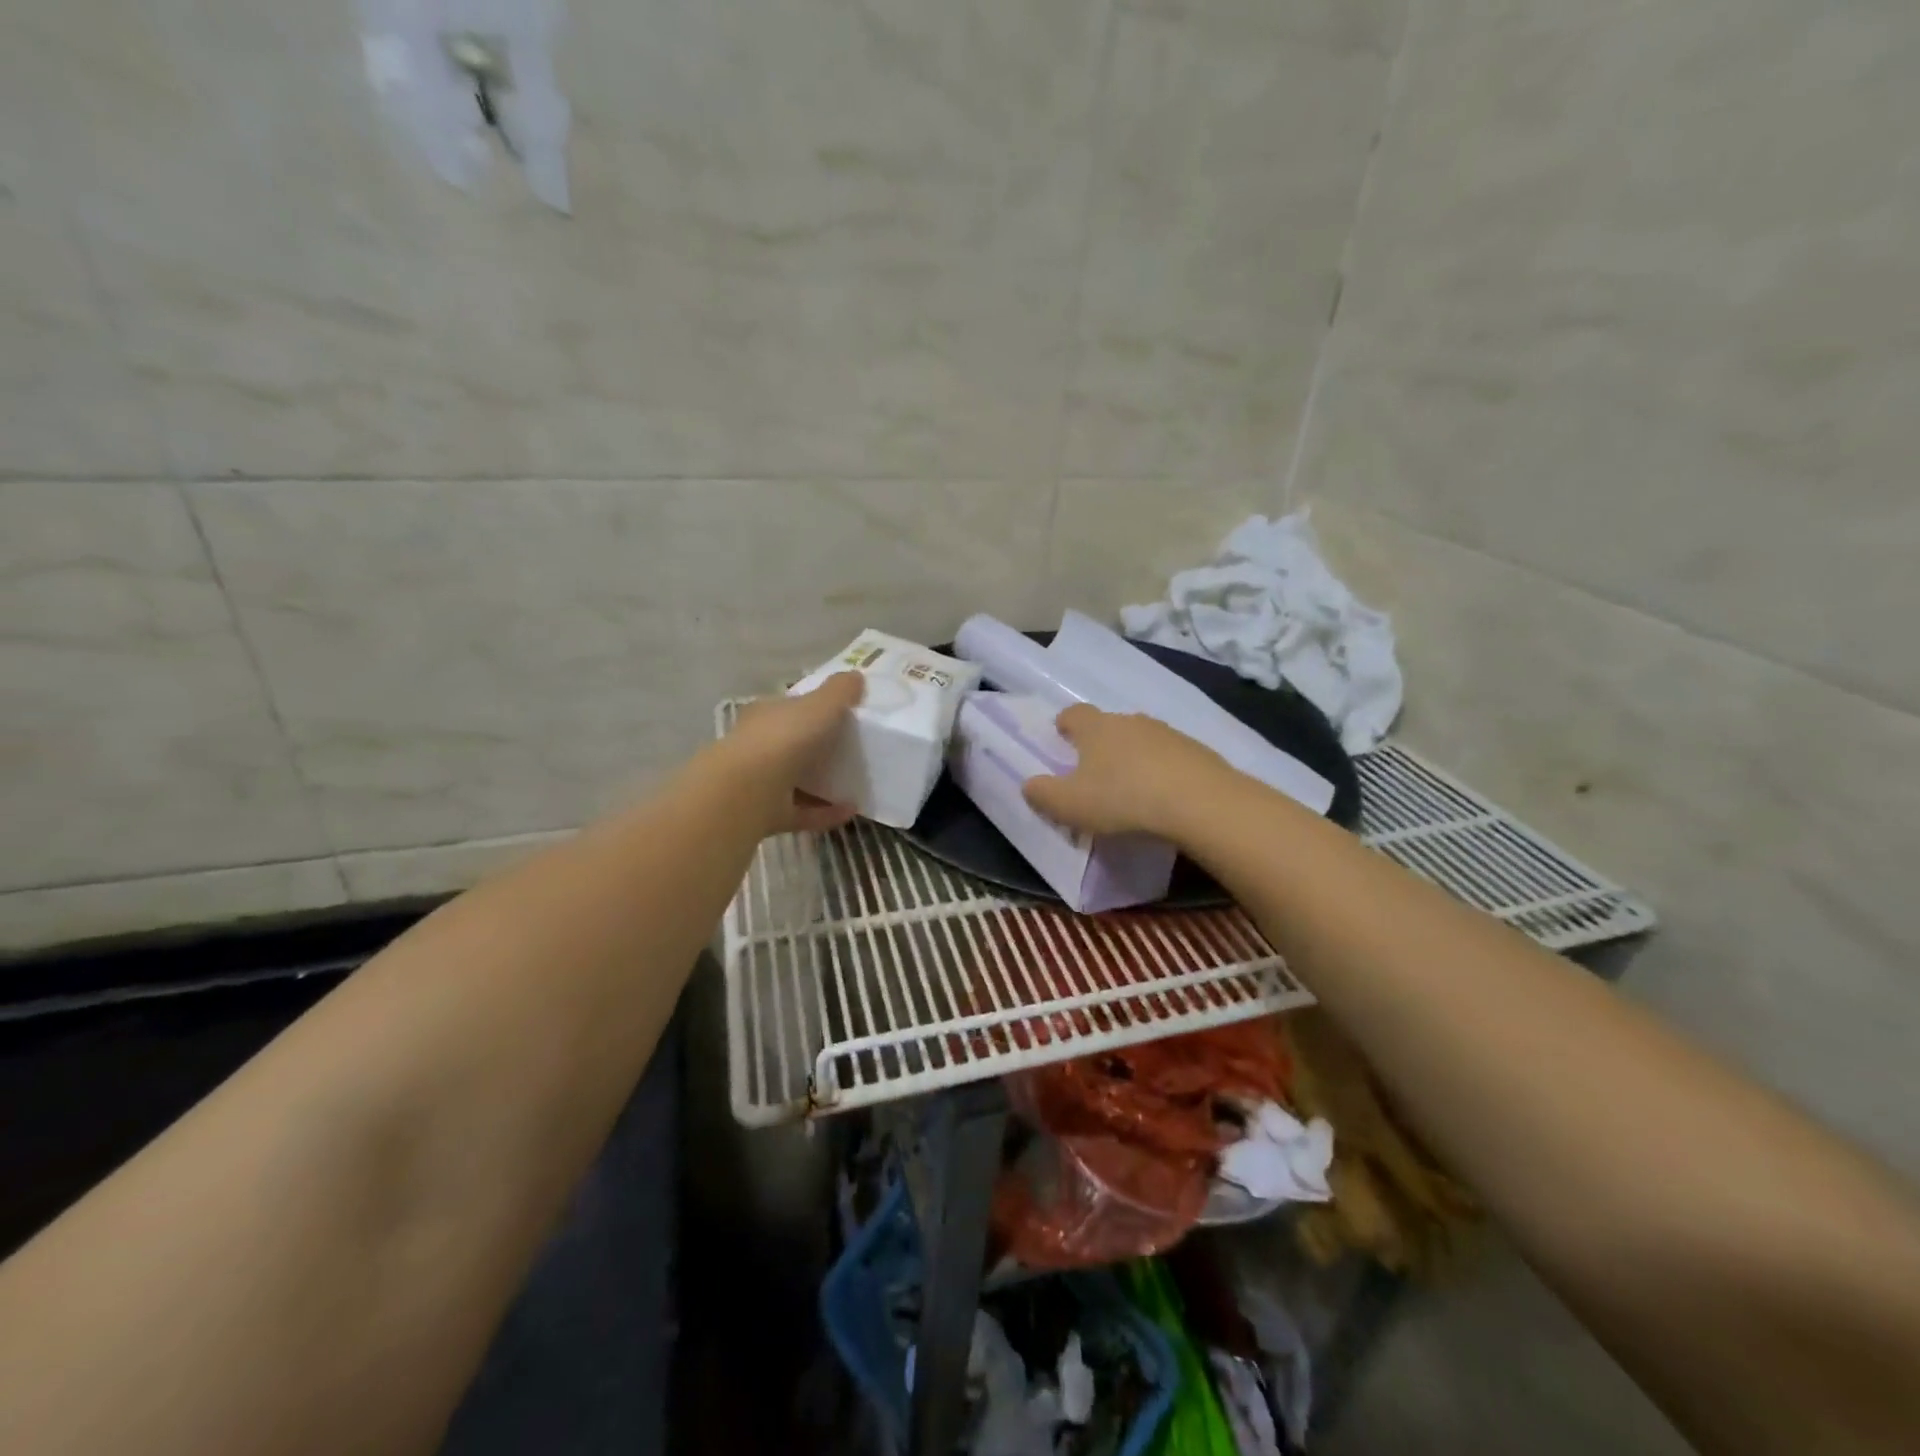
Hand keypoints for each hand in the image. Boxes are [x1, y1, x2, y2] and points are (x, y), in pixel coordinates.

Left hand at [719, 672, 865, 834]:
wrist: (747, 791)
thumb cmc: (784, 739)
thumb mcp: (820, 705)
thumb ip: (840, 691)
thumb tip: (857, 676)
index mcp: (766, 715)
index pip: (789, 708)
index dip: (813, 710)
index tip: (842, 716)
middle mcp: (758, 746)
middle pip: (791, 745)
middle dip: (818, 749)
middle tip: (853, 752)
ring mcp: (759, 783)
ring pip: (794, 781)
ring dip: (823, 784)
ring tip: (856, 784)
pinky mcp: (766, 815)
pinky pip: (802, 812)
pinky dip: (825, 812)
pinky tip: (851, 811)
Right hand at [1021, 705, 1229, 841]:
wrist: (1199, 802)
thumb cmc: (1122, 799)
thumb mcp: (1070, 805)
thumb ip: (1043, 794)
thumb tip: (1028, 785)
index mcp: (1096, 728)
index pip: (1073, 714)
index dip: (1065, 724)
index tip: (1061, 737)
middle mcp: (1131, 721)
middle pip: (1109, 725)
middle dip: (1100, 743)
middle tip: (1094, 771)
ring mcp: (1168, 733)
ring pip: (1142, 739)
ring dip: (1134, 757)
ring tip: (1131, 787)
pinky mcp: (1198, 751)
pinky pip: (1171, 757)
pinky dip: (1163, 771)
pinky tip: (1164, 796)